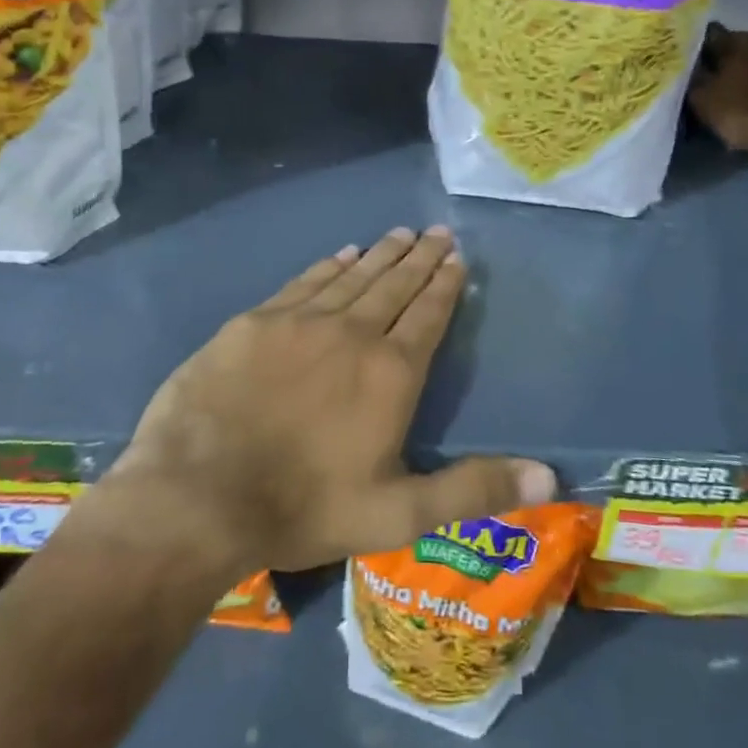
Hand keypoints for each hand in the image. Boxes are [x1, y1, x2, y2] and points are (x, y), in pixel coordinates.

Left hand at [101, 227, 556, 575]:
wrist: (196, 495)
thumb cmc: (303, 507)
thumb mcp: (397, 515)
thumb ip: (472, 491)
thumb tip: (550, 477)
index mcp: (390, 373)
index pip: (428, 315)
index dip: (445, 285)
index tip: (457, 258)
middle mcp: (351, 333)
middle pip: (394, 285)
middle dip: (420, 258)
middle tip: (437, 231)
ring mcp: (299, 322)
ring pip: (353, 276)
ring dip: (380, 254)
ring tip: (400, 234)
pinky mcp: (254, 322)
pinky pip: (304, 282)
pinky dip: (329, 266)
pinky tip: (342, 254)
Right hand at [688, 25, 747, 152]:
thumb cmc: (746, 110)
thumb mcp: (705, 101)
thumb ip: (694, 83)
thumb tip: (690, 71)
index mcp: (736, 42)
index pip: (711, 37)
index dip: (700, 50)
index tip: (694, 64)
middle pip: (742, 47)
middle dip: (731, 62)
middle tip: (720, 82)